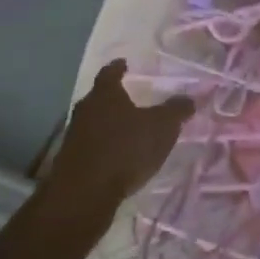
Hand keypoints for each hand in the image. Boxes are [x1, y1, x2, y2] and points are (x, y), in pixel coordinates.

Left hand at [48, 60, 192, 211]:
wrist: (83, 195)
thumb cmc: (124, 149)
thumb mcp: (161, 127)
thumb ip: (176, 111)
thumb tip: (189, 99)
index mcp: (105, 94)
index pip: (110, 73)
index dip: (118, 67)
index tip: (124, 63)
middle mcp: (85, 110)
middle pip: (99, 98)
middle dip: (113, 98)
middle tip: (129, 98)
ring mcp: (74, 137)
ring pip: (93, 123)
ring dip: (107, 125)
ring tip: (125, 130)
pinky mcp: (70, 163)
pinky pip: (90, 147)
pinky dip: (102, 148)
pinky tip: (115, 157)